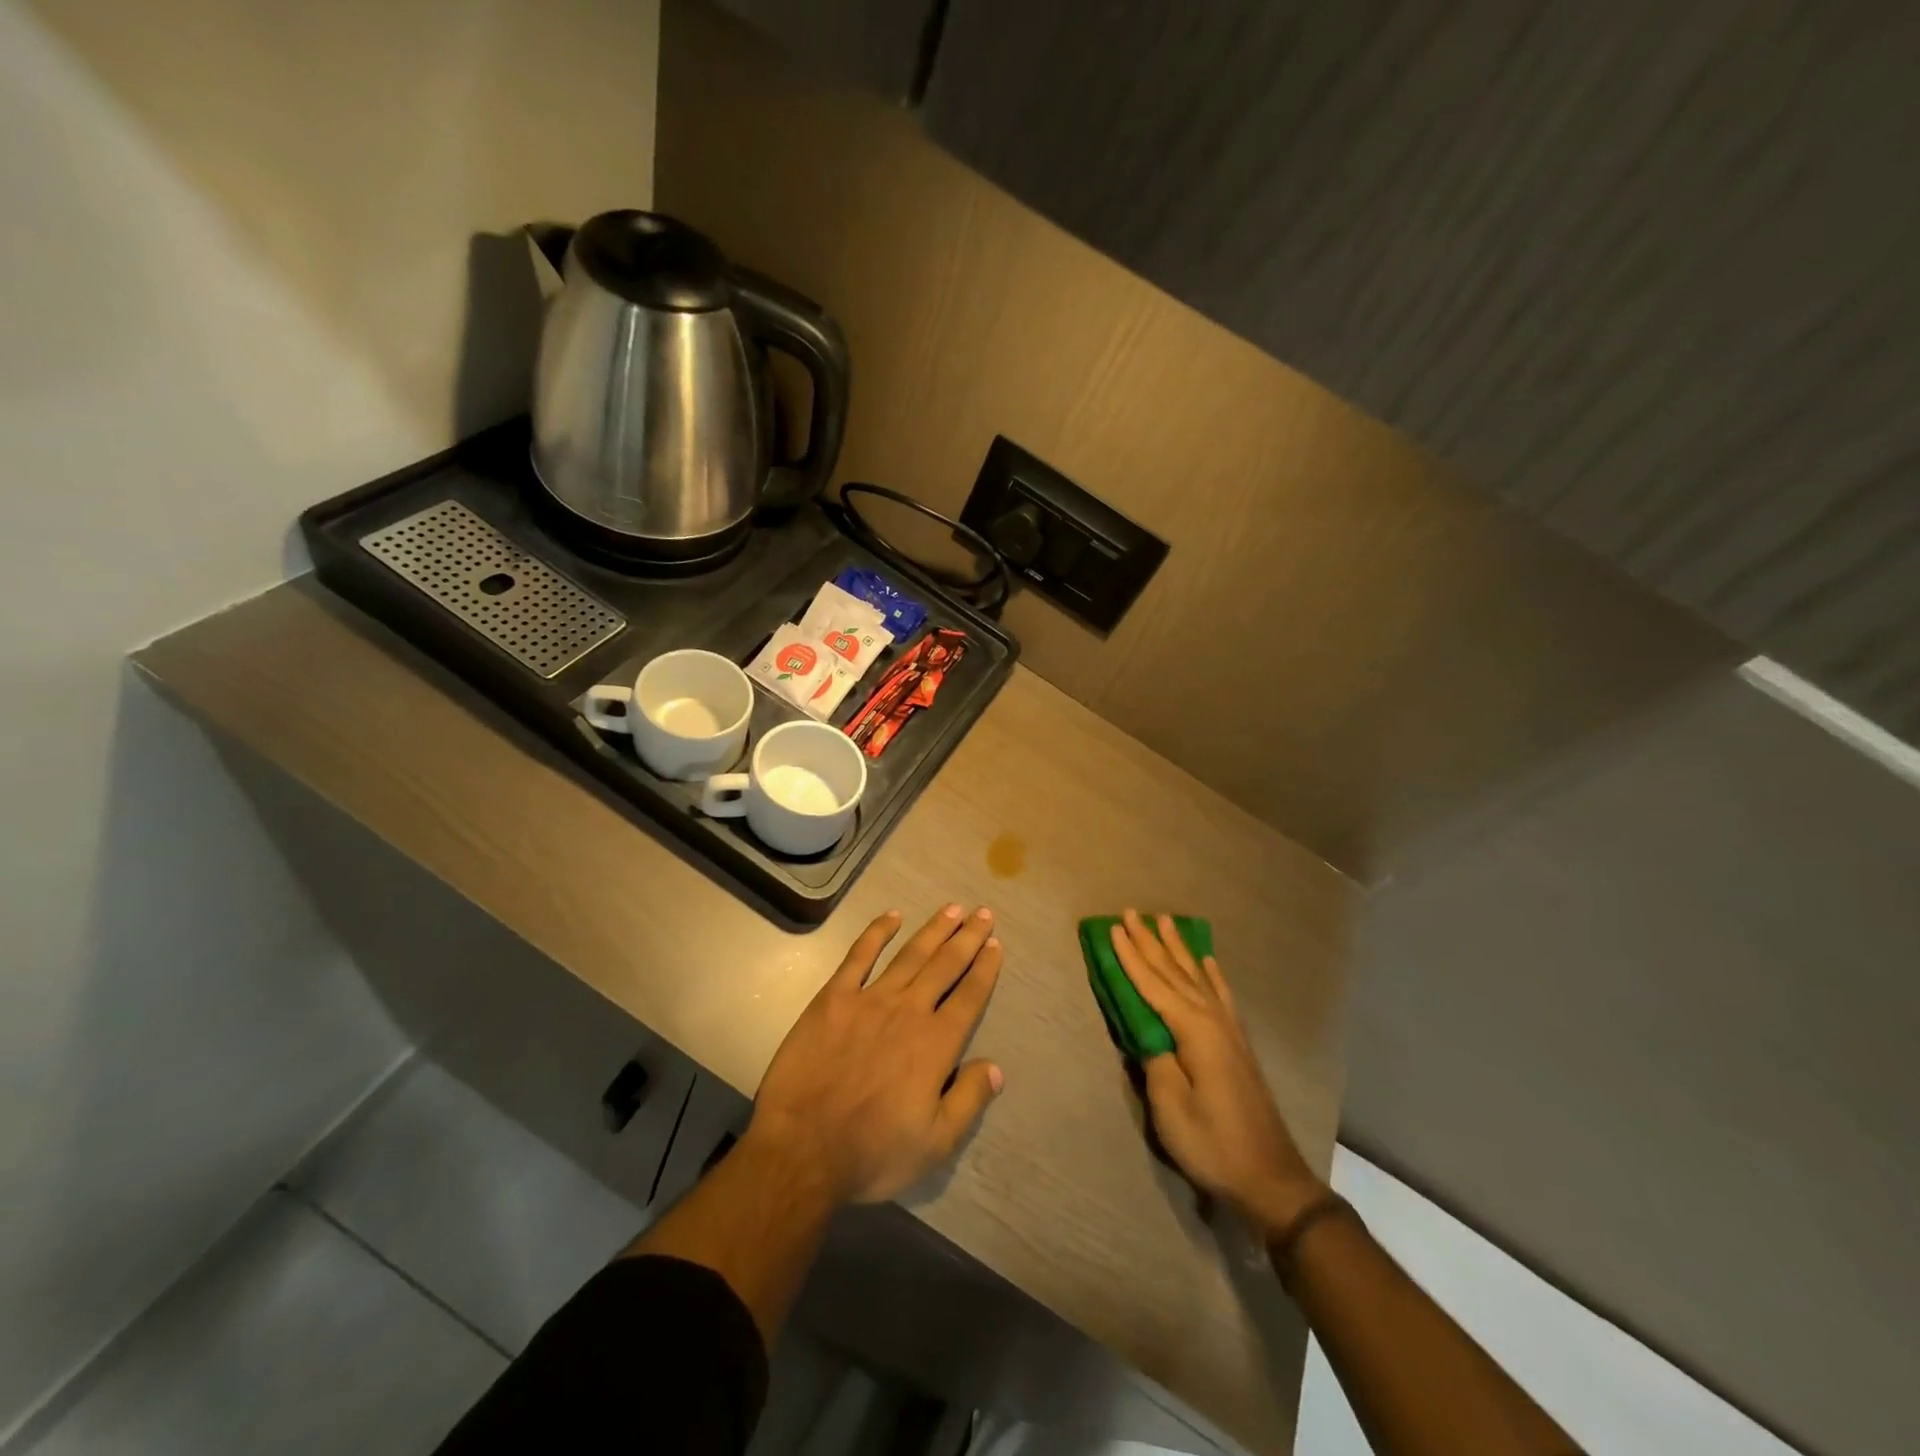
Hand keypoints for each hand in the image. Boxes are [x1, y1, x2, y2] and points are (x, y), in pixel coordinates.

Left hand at [746, 905, 1004, 1205]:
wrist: (802, 1149)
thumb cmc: (872, 1152)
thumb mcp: (935, 1144)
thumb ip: (969, 1101)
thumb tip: (996, 1067)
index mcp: (935, 1045)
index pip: (969, 996)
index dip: (985, 968)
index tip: (995, 944)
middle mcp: (909, 1011)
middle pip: (945, 965)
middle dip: (967, 937)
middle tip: (983, 912)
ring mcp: (870, 999)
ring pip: (910, 954)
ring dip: (933, 929)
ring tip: (952, 908)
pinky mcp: (834, 998)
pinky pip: (859, 956)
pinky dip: (877, 932)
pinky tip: (892, 916)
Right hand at [1110, 910, 1323, 1235]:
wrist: (1270, 1178)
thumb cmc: (1213, 1146)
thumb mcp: (1171, 1109)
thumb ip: (1155, 1062)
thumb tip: (1146, 1032)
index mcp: (1194, 1032)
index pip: (1153, 985)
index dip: (1131, 957)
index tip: (1113, 928)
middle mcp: (1213, 1020)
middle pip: (1175, 972)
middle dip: (1151, 942)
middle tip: (1132, 912)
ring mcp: (1229, 1030)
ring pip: (1197, 976)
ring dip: (1178, 948)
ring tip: (1165, 921)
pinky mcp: (1237, 1043)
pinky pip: (1221, 994)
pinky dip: (1211, 973)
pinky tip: (1207, 960)